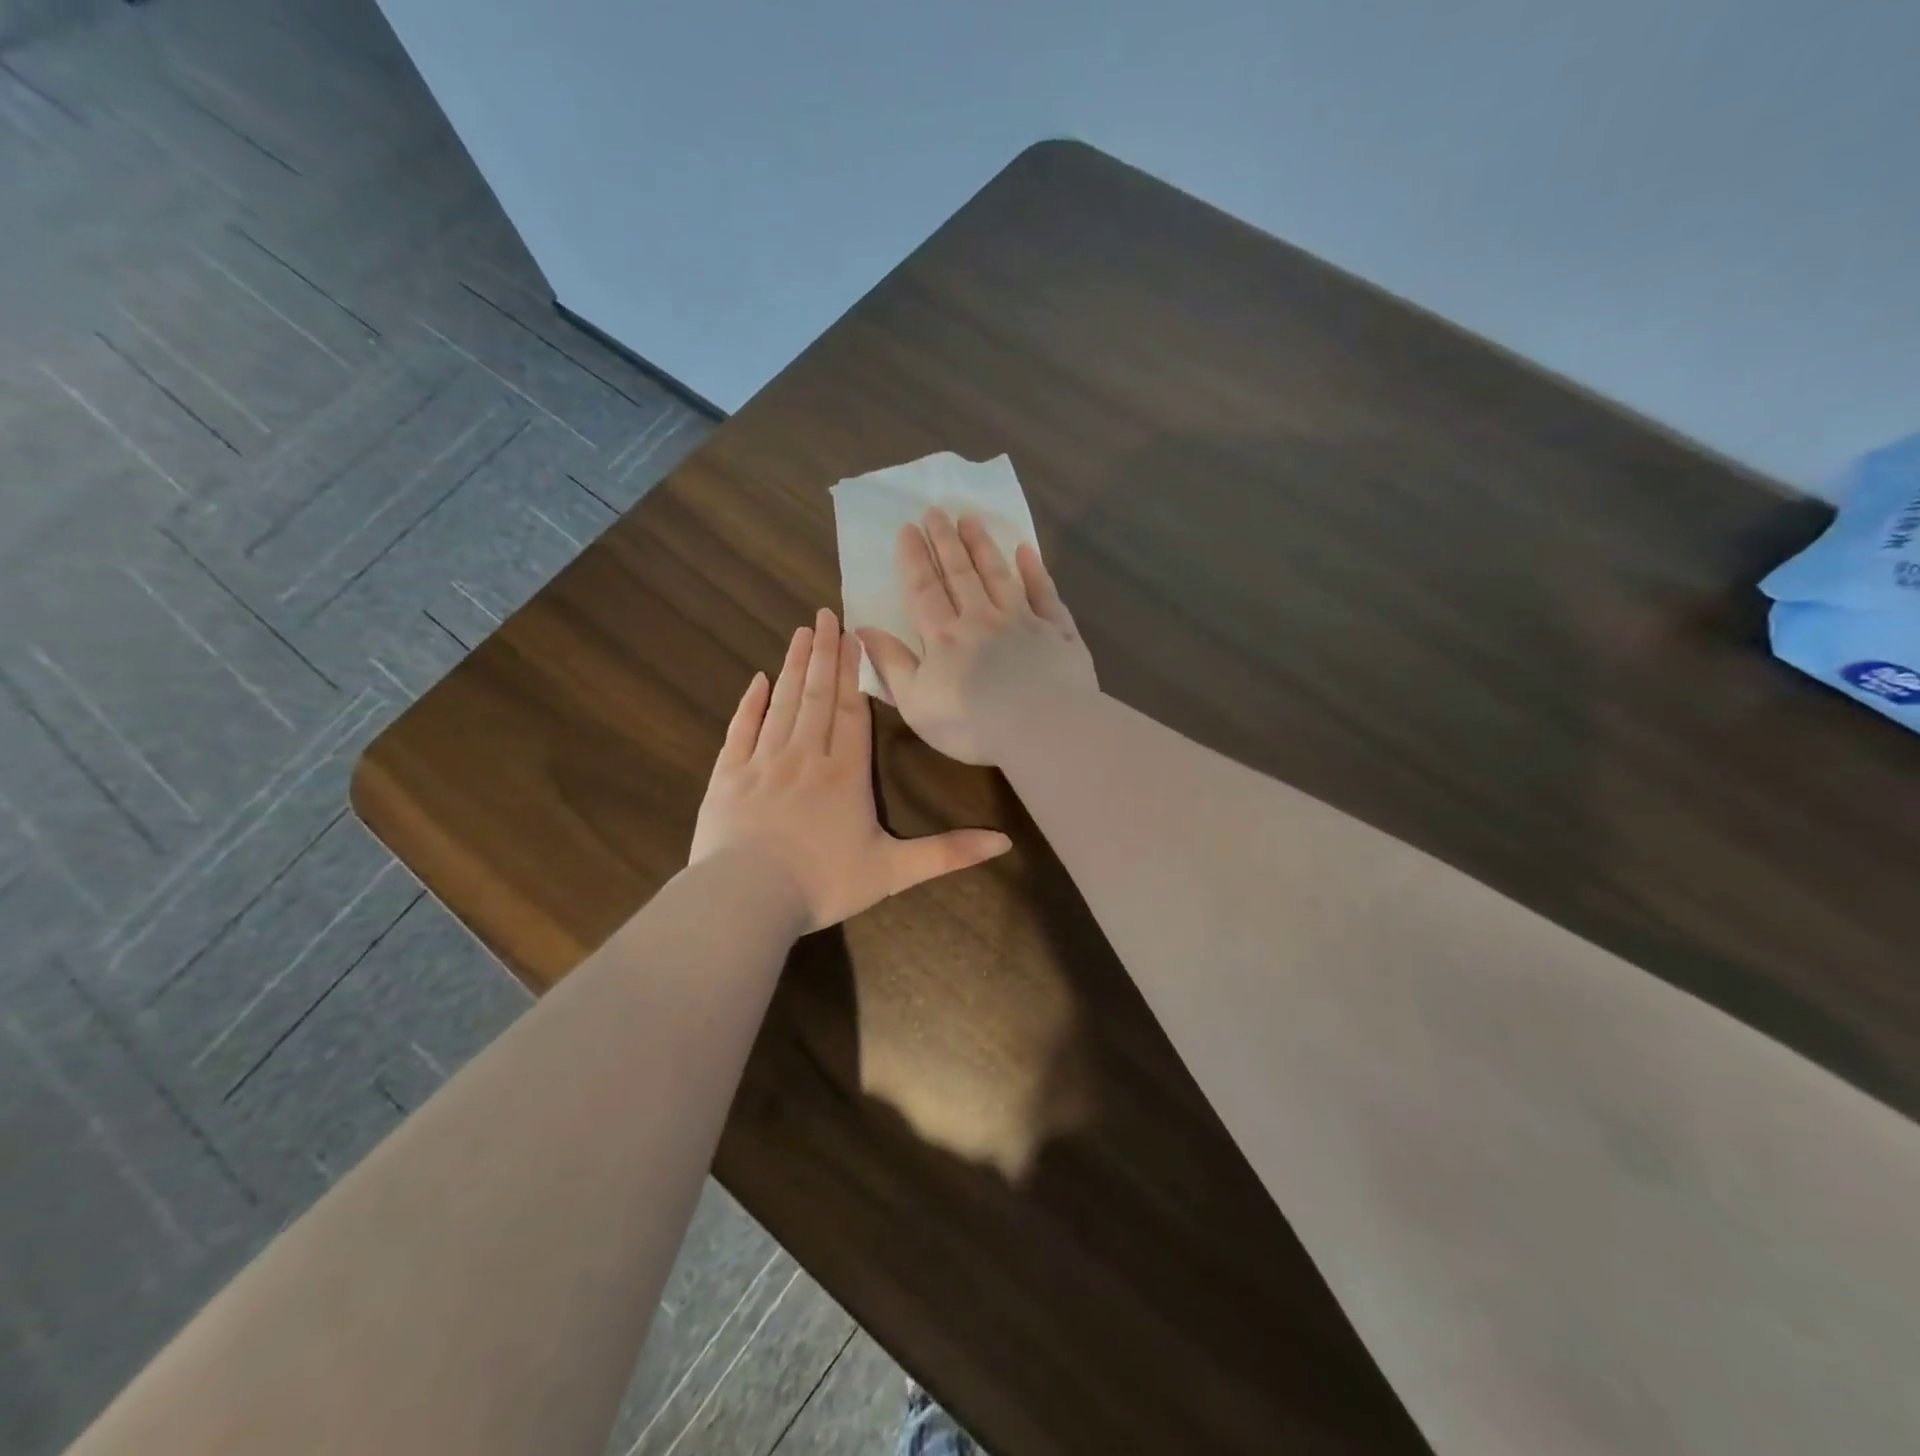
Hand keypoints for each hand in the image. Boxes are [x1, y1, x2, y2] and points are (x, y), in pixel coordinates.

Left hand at [690, 608, 1011, 931]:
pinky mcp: (727, 776)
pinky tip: (757, 680)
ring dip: (793, 666)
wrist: (746, 901)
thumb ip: (947, 853)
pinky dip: (750, 703)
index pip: (853, 710)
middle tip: (825, 615)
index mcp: (845, 773)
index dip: (855, 672)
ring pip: (782, 703)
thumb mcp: (894, 872)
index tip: (853, 635)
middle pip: (818, 695)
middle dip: (825, 654)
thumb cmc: (823, 884)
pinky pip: (740, 729)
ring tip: (801, 633)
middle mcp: (805, 756)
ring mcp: (762, 762)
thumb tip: (1004, 841)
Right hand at [856, 509, 1098, 765]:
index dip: (913, 558)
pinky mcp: (1058, 631)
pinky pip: (1044, 594)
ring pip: (998, 575)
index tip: (908, 528)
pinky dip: (1035, 571)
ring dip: (982, 546)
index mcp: (945, 637)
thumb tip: (864, 628)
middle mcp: (982, 618)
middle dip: (945, 541)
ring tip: (970, 520)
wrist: (1044, 728)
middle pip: (960, 573)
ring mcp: (1023, 621)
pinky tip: (1027, 551)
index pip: (923, 589)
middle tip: (936, 510)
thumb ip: (891, 664)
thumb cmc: (972, 724)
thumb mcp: (916, 703)